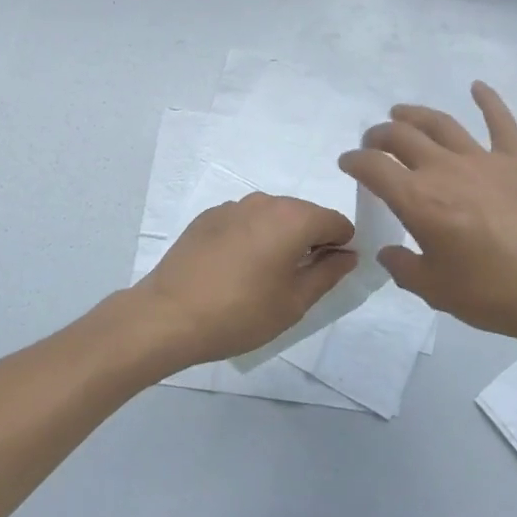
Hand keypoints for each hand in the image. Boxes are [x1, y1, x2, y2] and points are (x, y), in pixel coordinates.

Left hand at [134, 194, 357, 368]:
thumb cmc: (240, 313)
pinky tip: (234, 270)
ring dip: (278, 239)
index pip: (335, 222)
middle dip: (310, 241)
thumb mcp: (294, 302)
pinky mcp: (207, 217)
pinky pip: (243, 222)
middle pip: (303, 214)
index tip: (329, 274)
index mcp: (293, 218)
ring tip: (262, 278)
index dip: (341, 246)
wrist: (169, 315)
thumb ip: (327, 273)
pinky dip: (250, 238)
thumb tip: (347, 254)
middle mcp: (264, 201)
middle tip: (297, 281)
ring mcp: (232, 206)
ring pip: (271, 217)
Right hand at [338, 83, 516, 351]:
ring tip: (401, 112)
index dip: (354, 161)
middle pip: (401, 137)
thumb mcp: (437, 292)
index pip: (373, 168)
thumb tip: (388, 254)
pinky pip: (501, 122)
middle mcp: (444, 170)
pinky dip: (488, 100)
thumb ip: (405, 269)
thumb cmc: (496, 294)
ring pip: (440, 124)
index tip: (347, 163)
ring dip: (415, 114)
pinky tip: (477, 86)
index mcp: (418, 201)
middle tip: (372, 142)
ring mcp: (483, 160)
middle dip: (379, 135)